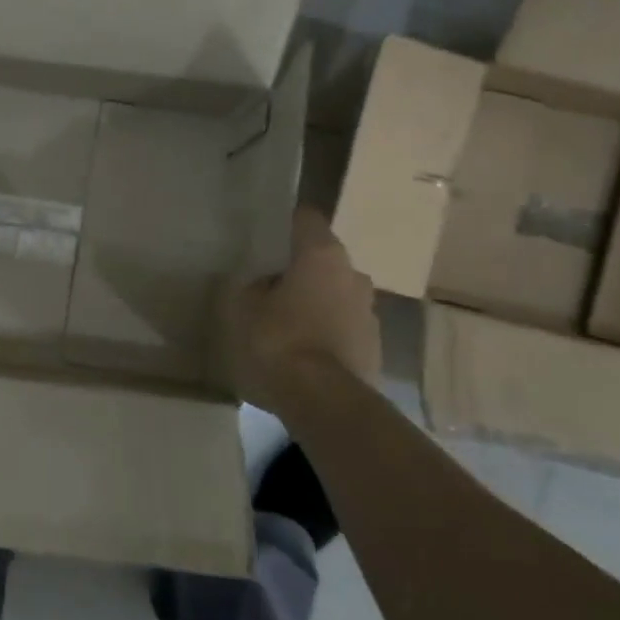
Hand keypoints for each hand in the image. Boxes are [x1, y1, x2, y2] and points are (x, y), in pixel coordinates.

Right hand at [226, 206, 381, 408]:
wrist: (324, 400)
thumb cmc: (278, 340)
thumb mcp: (243, 308)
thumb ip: (253, 286)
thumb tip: (264, 283)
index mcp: (322, 255)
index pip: (306, 219)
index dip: (286, 224)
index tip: (267, 236)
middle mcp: (354, 274)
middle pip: (324, 259)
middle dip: (301, 270)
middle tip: (271, 286)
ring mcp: (370, 311)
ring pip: (337, 294)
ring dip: (317, 303)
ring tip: (288, 324)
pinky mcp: (375, 346)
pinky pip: (345, 327)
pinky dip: (328, 332)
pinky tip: (305, 352)